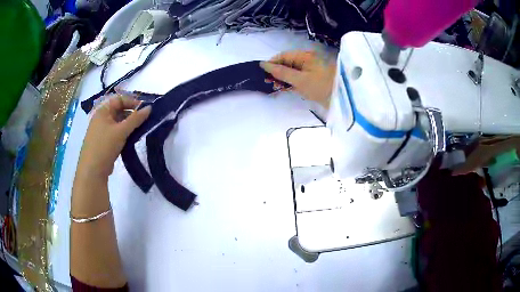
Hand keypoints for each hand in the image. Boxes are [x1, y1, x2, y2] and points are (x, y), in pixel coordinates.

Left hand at [76, 95, 150, 179]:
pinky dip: (125, 134)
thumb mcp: (121, 130)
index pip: (119, 99)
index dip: (132, 102)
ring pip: (118, 123)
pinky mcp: (104, 142)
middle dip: (132, 114)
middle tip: (145, 120)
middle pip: (119, 111)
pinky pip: (116, 133)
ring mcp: (102, 131)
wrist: (92, 171)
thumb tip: (150, 108)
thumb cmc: (105, 146)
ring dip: (129, 125)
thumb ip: (136, 119)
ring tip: (141, 130)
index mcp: (102, 111)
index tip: (145, 109)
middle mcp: (101, 118)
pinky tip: (132, 139)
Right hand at [260, 50, 335, 108]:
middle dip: (277, 71)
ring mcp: (311, 69)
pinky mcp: (314, 78)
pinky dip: (292, 82)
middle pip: (287, 62)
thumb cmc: (322, 87)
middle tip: (268, 83)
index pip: (283, 56)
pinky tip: (286, 88)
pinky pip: (299, 77)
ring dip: (283, 78)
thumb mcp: (300, 80)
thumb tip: (264, 64)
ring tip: (277, 87)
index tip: (262, 74)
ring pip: (292, 71)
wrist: (345, 98)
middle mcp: (307, 60)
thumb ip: (281, 72)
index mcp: (304, 56)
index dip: (271, 63)